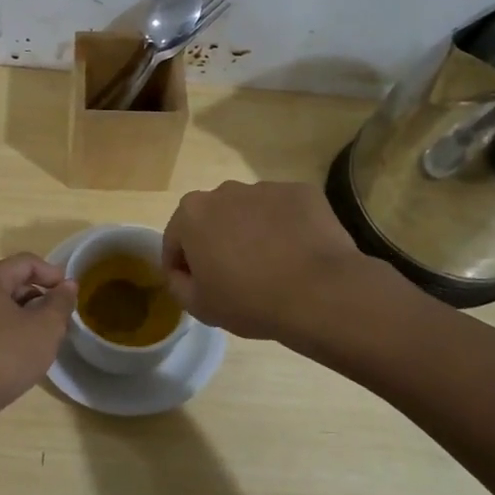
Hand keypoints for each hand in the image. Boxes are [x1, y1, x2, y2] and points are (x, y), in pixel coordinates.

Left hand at [0, 254, 77, 415]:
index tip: (71, 293)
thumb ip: (60, 302)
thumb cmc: (6, 356)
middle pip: (13, 281)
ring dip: (28, 314)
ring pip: (3, 305)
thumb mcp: (45, 328)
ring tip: (47, 335)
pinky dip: (13, 328)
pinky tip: (25, 350)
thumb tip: (67, 285)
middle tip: (62, 316)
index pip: (25, 262)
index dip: (52, 273)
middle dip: (41, 295)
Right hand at [161, 180, 370, 340]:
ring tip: (271, 264)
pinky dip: (285, 227)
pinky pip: (284, 210)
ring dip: (251, 231)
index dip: (181, 265)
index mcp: (192, 214)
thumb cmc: (249, 301)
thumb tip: (181, 273)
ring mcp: (265, 188)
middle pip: (212, 218)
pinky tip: (297, 254)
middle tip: (233, 275)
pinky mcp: (301, 192)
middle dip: (216, 241)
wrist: (320, 292)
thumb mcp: (199, 307)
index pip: (175, 239)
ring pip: (249, 211)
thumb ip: (178, 284)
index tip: (195, 285)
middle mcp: (224, 191)